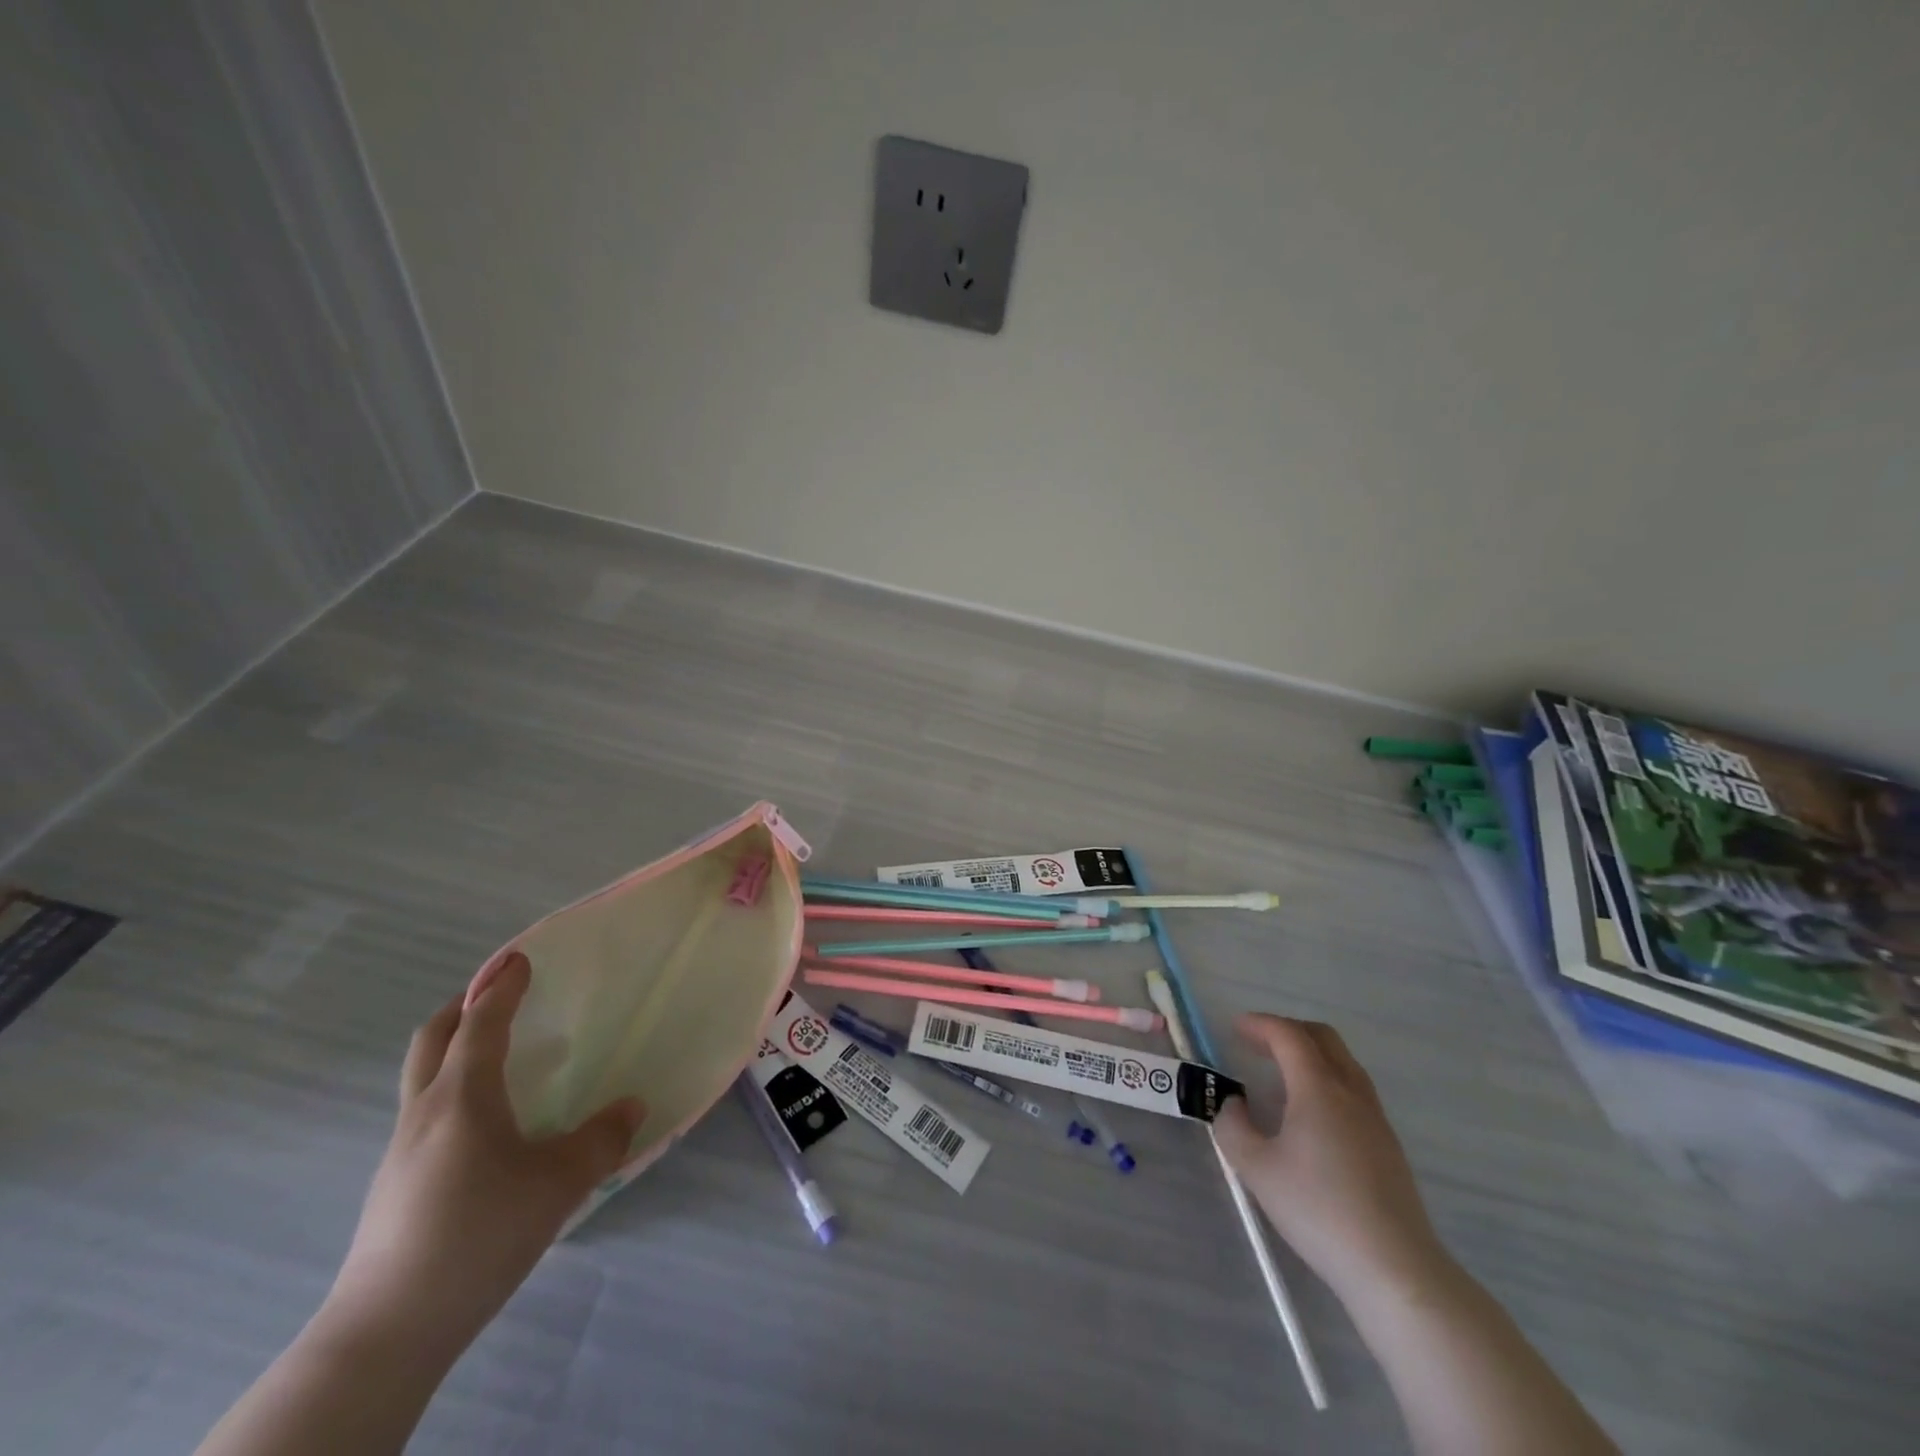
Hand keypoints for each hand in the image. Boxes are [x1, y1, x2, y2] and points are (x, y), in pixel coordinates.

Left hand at [327, 952, 645, 1353]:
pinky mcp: (396, 1185)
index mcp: (462, 1097)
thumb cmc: (478, 1233)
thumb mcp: (558, 1184)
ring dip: (456, 1049)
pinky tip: (488, 1126)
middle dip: (463, 1007)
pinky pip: (427, 1112)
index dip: (502, 986)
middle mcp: (425, 1111)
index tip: (521, 958)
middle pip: (432, 1039)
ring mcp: (402, 1150)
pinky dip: (454, 1091)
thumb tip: (632, 1107)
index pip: (481, 1023)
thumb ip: (601, 1140)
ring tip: (502, 1058)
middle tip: (499, 995)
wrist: (386, 1330)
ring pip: (425, 1077)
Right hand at [1213, 1013, 1447, 1307]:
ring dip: (1310, 1055)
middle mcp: (1351, 1091)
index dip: (1259, 1024)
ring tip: (1280, 1075)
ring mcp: (1375, 1118)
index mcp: (1318, 1088)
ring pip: (1343, 1062)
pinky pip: (1353, 1089)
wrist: (1394, 1268)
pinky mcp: (1388, 1145)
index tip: (1234, 1027)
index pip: (1288, 1035)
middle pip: (1322, 1038)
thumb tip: (1234, 1105)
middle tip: (1257, 1044)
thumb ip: (1233, 1127)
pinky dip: (1326, 1080)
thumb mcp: (1257, 1169)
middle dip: (1287, 1031)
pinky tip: (1309, 1114)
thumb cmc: (1319, 1210)